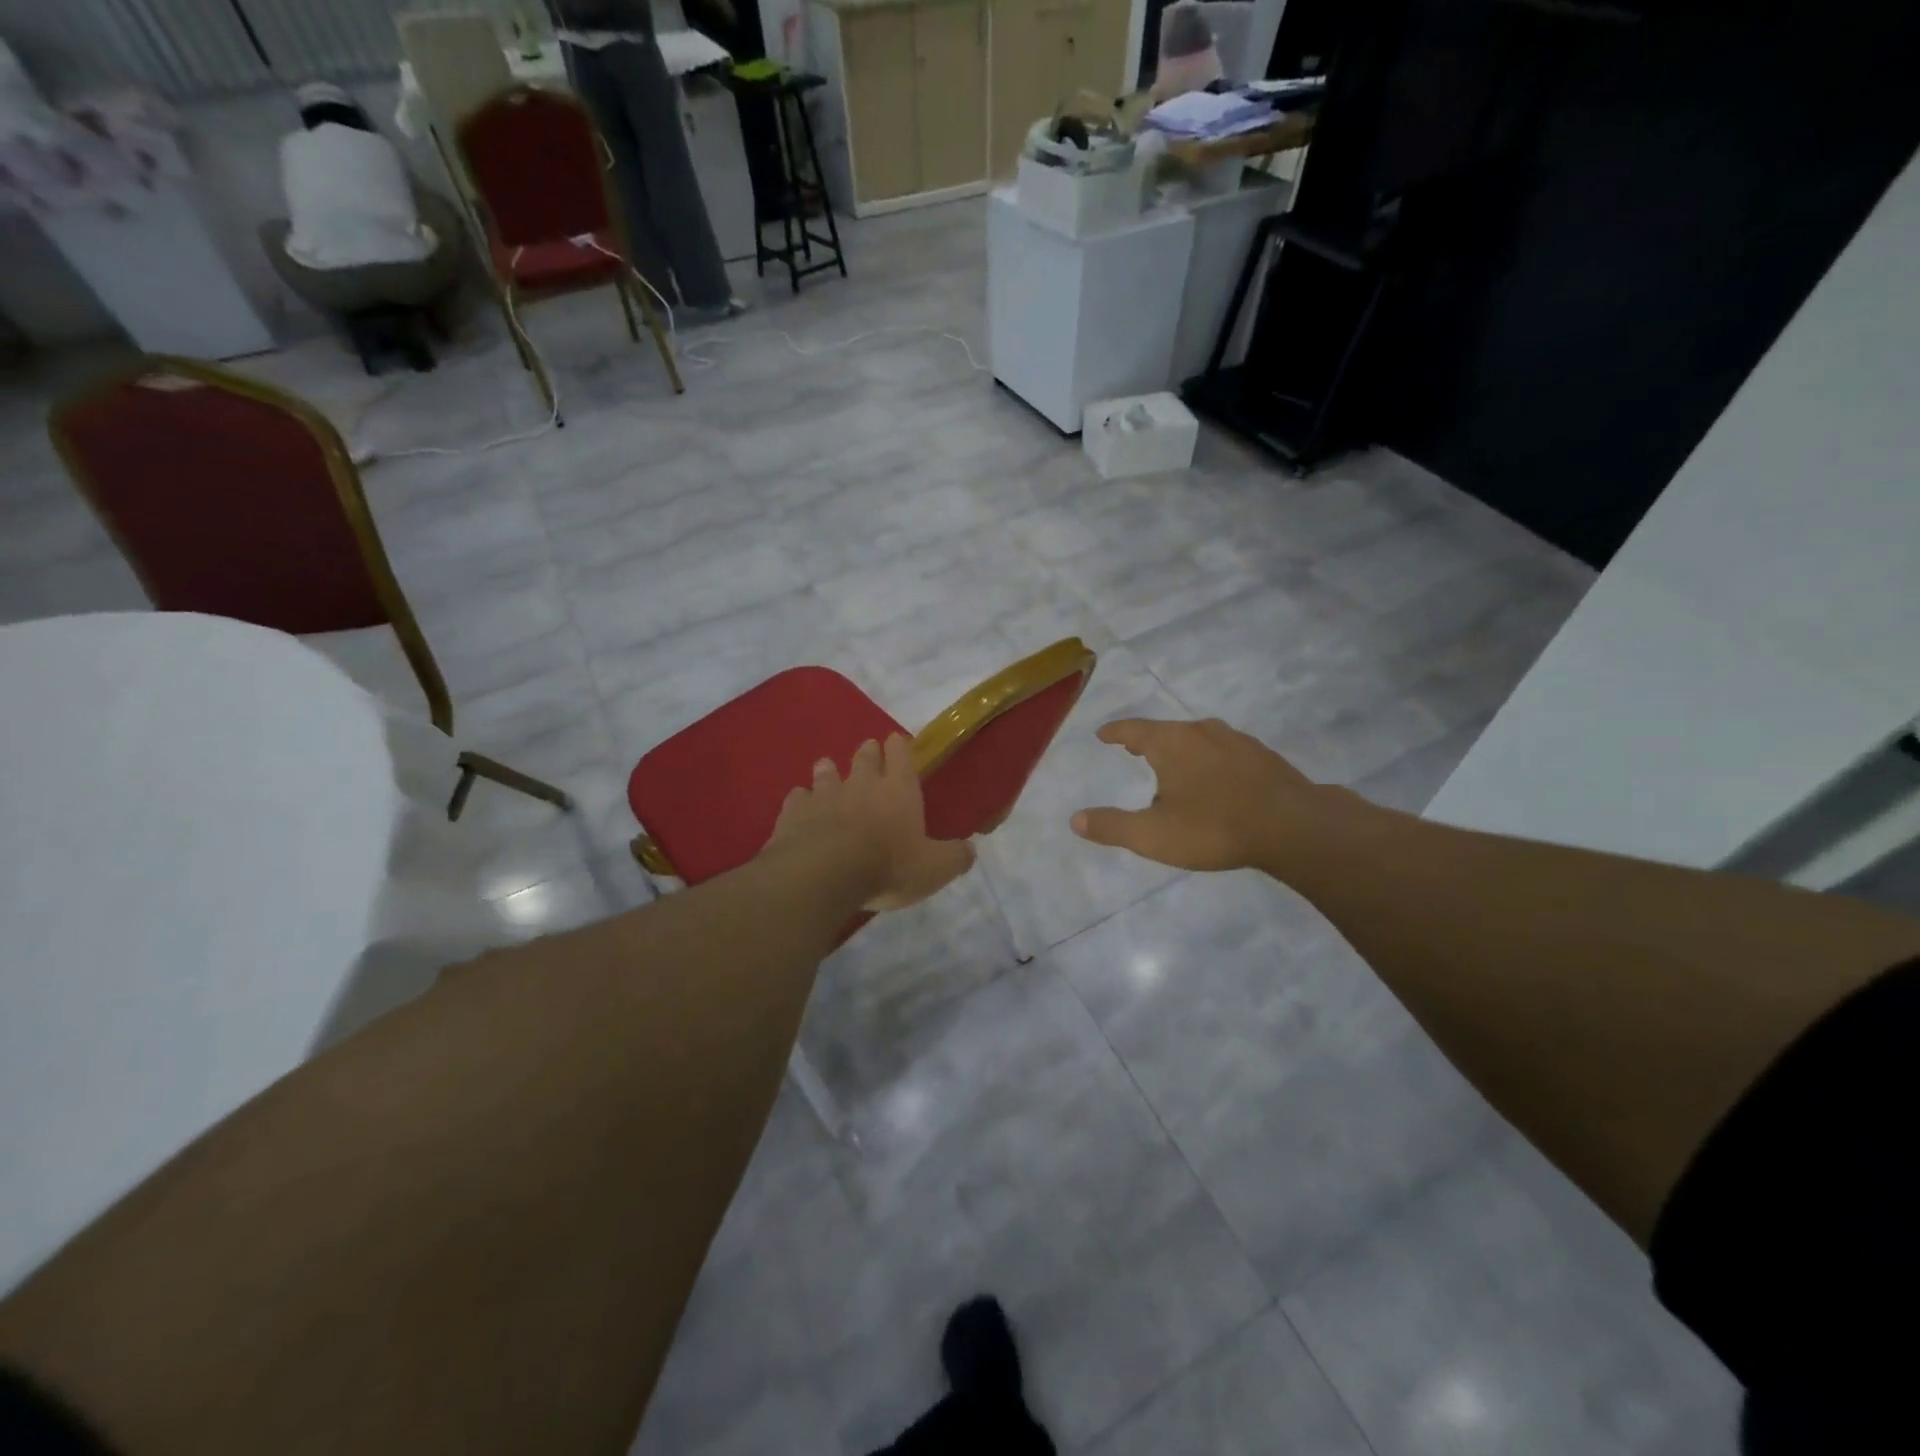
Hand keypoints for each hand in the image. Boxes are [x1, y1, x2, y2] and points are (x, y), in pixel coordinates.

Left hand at [764, 735, 974, 911]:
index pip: (901, 756)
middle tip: (868, 750)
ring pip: (826, 772)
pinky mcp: (794, 812)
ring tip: (827, 768)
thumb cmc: (888, 867)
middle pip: (864, 758)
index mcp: (898, 791)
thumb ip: (955, 857)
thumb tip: (970, 850)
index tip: (897, 741)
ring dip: (828, 769)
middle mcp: (861, 784)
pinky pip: (797, 798)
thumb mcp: (934, 869)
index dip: (900, 747)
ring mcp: (824, 795)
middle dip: (868, 752)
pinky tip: (799, 805)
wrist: (824, 874)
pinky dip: (800, 799)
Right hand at [1071, 717, 1332, 871]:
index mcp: (1171, 743)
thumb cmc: (1214, 827)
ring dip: (1182, 750)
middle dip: (1148, 740)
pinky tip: (1217, 781)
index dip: (1115, 732)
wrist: (1294, 827)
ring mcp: (1237, 741)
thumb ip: (1112, 826)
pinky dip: (1211, 761)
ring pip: (1199, 739)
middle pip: (1167, 731)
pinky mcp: (1263, 756)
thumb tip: (1075, 820)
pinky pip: (1225, 752)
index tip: (1103, 734)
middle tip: (1134, 750)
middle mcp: (1202, 731)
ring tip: (1175, 767)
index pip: (1133, 729)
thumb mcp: (1153, 835)